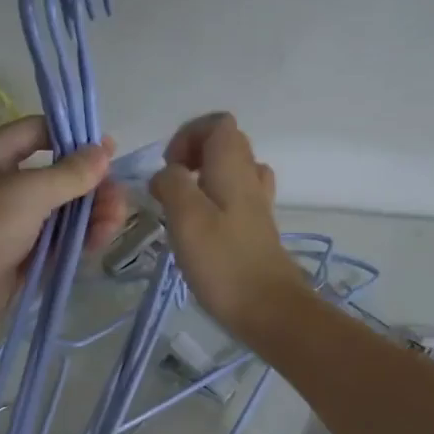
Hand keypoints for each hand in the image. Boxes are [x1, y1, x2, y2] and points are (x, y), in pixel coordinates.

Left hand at [0, 114, 128, 339]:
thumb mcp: (29, 190)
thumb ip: (70, 173)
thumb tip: (103, 150)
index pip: (36, 133)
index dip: (72, 138)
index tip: (107, 151)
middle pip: (54, 177)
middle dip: (89, 185)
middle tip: (118, 196)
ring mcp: (9, 226)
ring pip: (58, 214)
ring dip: (89, 214)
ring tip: (115, 220)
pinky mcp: (18, 260)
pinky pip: (54, 244)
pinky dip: (77, 240)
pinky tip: (100, 240)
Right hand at [150, 113, 310, 344]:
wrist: (268, 310)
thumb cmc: (224, 263)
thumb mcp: (186, 217)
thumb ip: (171, 185)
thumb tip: (165, 175)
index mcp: (233, 168)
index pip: (218, 124)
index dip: (188, 135)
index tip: (169, 167)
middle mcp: (250, 179)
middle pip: (226, 145)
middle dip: (192, 156)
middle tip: (170, 186)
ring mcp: (257, 207)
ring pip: (231, 174)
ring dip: (202, 181)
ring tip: (181, 206)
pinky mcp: (256, 233)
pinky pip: (234, 201)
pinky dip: (213, 204)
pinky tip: (199, 231)